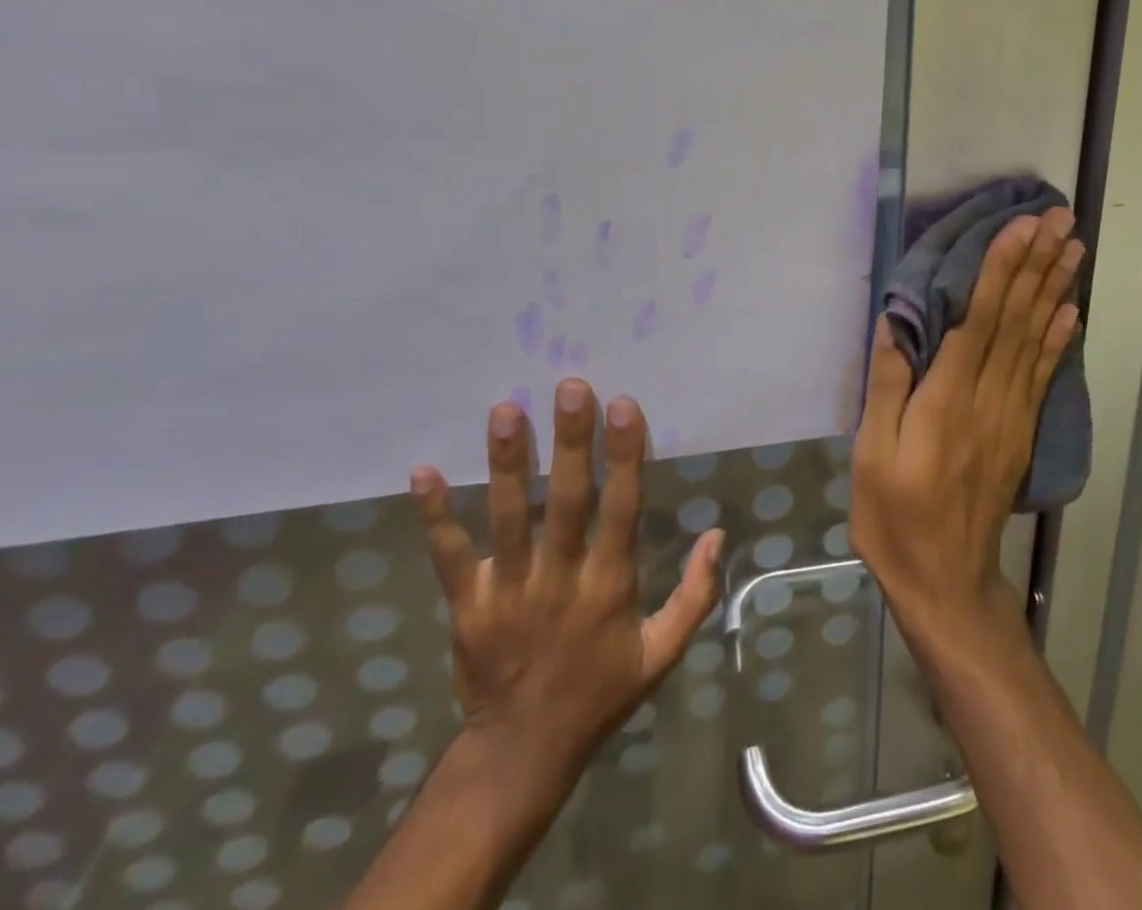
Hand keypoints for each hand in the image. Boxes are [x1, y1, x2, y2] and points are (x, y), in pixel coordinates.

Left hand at [410, 382, 724, 833]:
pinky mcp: (468, 606)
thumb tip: (718, 534)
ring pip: (509, 518)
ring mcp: (509, 592)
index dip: (625, 456)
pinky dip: (436, 516)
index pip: (622, 508)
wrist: (522, 754)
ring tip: (505, 410)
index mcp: (610, 585)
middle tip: (570, 387)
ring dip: (506, 463)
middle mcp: (561, 579)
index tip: (624, 405)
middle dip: (569, 443)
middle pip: (566, 501)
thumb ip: (695, 595)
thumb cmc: (601, 692)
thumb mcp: (662, 653)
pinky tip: (423, 472)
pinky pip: (450, 557)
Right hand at [851, 207, 1082, 638]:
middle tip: (1062, 219)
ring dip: (1055, 288)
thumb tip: (896, 323)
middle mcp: (988, 398)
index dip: (1001, 270)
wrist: (947, 582)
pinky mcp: (1022, 431)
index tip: (1021, 227)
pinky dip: (1060, 339)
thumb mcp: (871, 455)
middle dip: (1038, 264)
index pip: (979, 321)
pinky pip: (1043, 375)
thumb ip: (887, 385)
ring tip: (1074, 247)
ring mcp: (1012, 415)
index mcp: (947, 400)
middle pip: (1017, 320)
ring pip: (1036, 339)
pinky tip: (1072, 310)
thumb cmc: (895, 518)